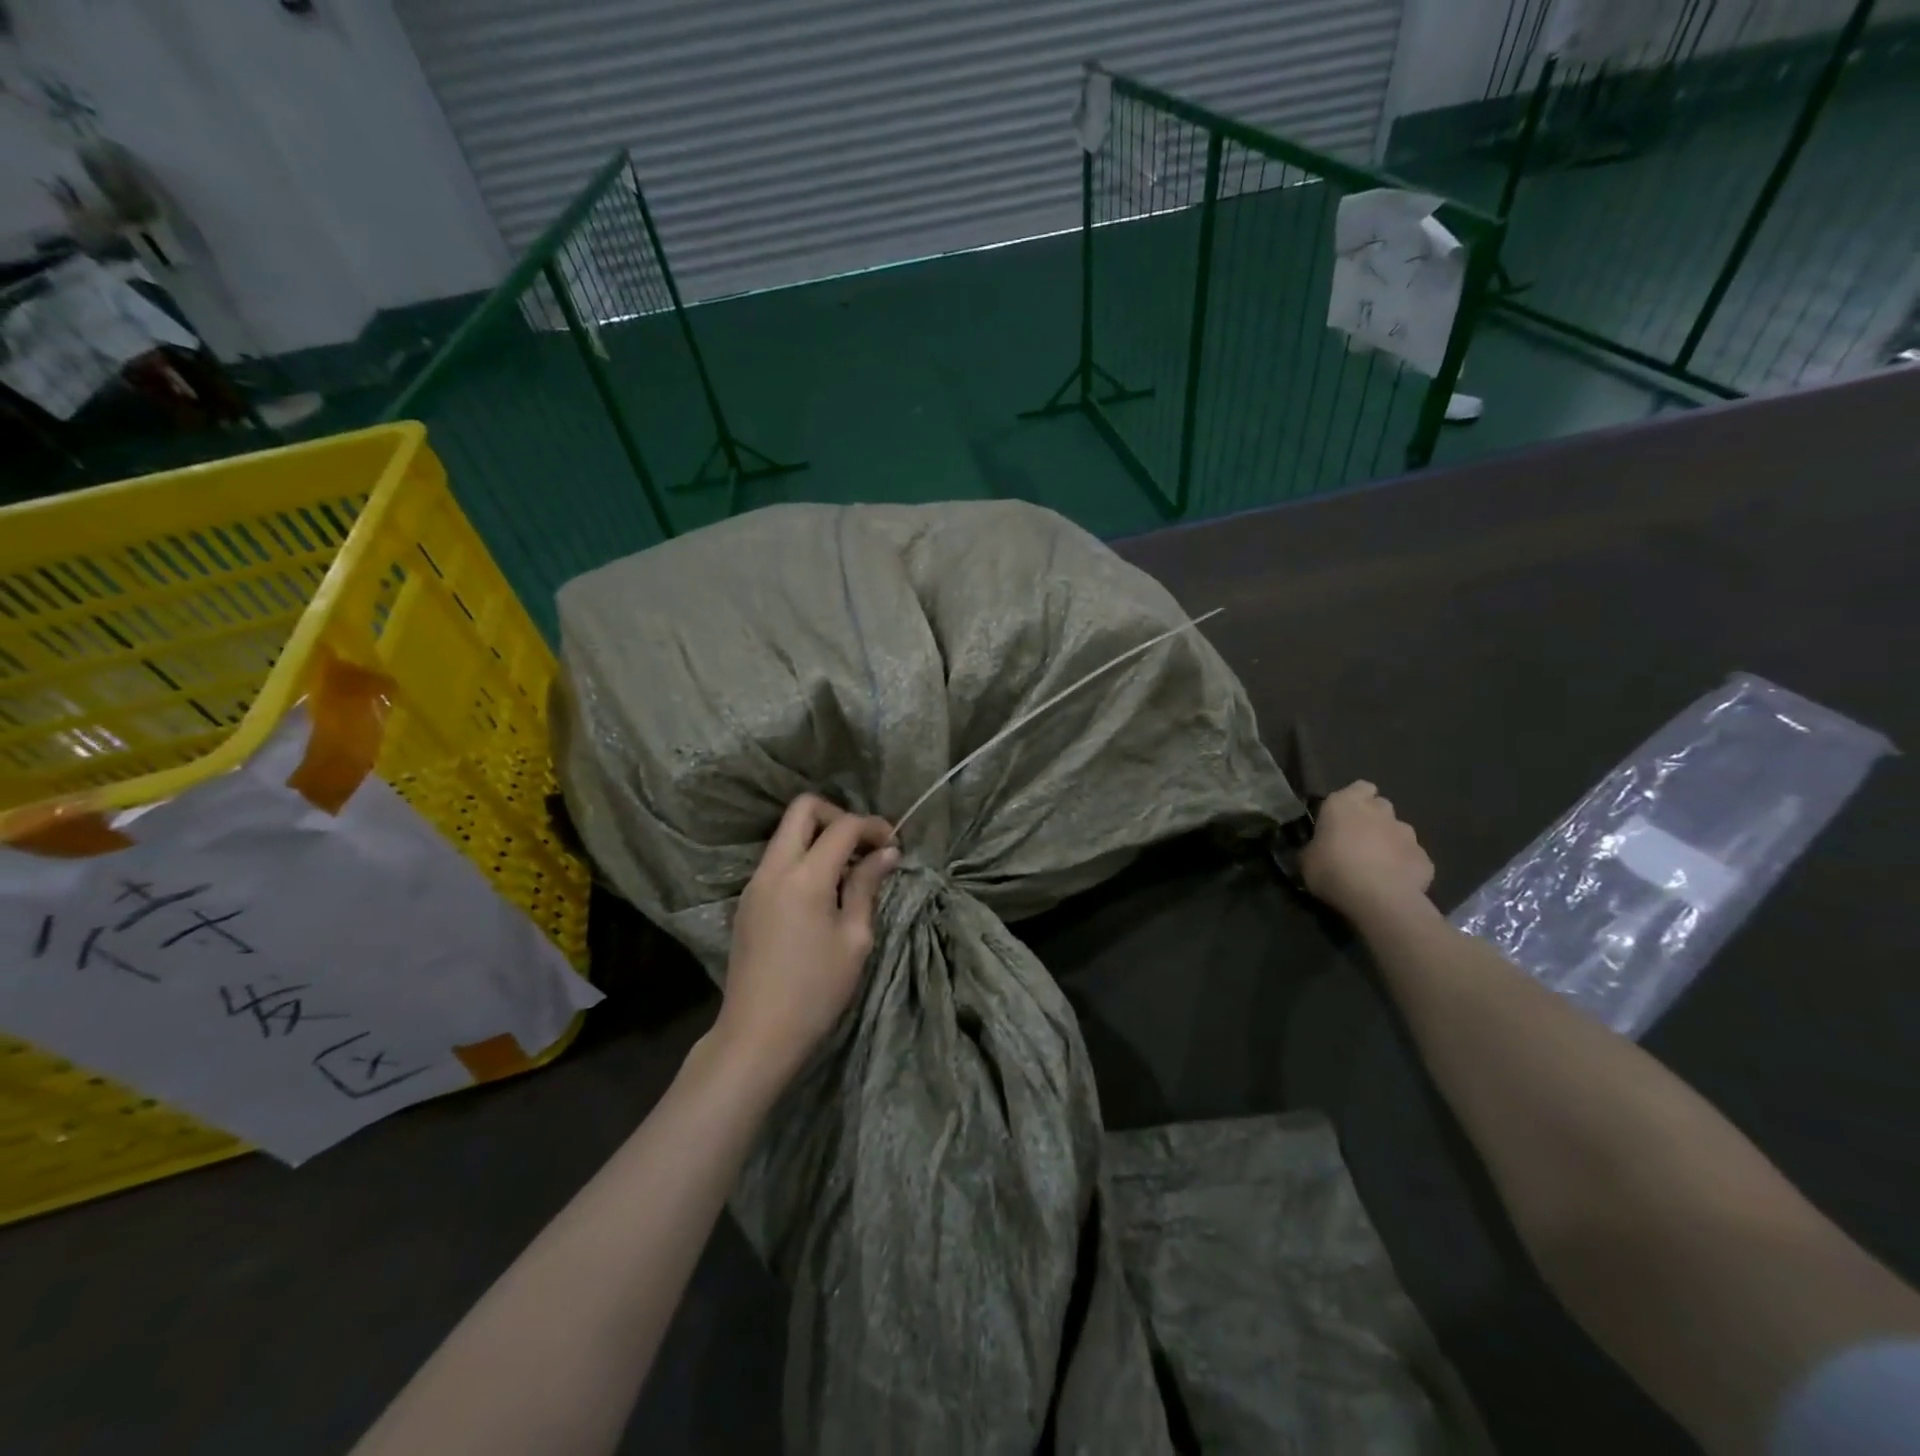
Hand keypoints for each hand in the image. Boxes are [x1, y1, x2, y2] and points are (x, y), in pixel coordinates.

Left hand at [712, 794, 898, 1084]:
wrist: (757, 1034)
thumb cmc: (816, 990)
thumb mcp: (854, 939)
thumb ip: (866, 887)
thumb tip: (886, 853)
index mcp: (804, 877)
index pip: (842, 826)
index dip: (872, 826)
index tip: (893, 845)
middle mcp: (773, 868)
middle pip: (802, 809)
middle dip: (838, 816)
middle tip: (863, 845)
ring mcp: (755, 882)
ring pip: (786, 833)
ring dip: (819, 837)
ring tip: (848, 871)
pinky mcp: (747, 900)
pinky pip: (777, 859)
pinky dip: (803, 858)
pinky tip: (823, 891)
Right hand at [1300, 781, 1434, 923]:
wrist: (1378, 898)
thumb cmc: (1332, 870)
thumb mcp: (1307, 860)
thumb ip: (1315, 847)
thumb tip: (1317, 850)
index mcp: (1345, 804)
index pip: (1359, 787)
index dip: (1354, 799)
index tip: (1344, 817)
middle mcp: (1379, 812)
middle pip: (1380, 806)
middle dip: (1373, 819)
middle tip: (1358, 841)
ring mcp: (1407, 834)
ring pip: (1399, 831)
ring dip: (1389, 842)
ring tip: (1378, 866)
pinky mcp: (1425, 858)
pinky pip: (1412, 858)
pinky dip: (1405, 866)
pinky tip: (1394, 883)